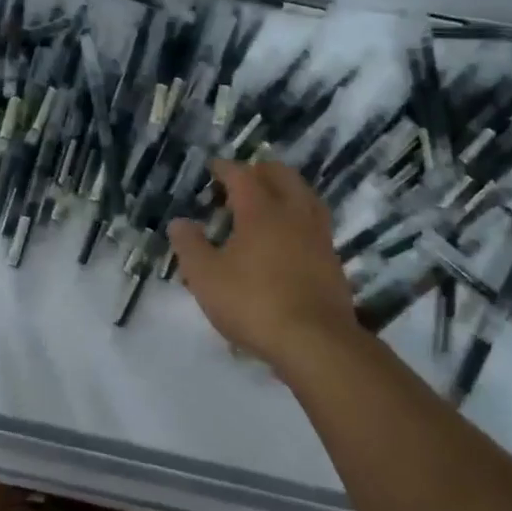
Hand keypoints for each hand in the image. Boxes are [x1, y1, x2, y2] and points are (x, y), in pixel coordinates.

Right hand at [168, 160, 357, 369]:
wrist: (316, 342)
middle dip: (260, 171)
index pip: (242, 175)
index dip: (225, 168)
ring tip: (268, 202)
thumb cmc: (254, 303)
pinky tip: (288, 236)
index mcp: (260, 210)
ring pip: (304, 196)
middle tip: (241, 181)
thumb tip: (179, 222)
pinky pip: (314, 222)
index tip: (214, 168)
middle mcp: (293, 213)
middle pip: (281, 175)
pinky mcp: (332, 259)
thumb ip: (190, 246)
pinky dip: (299, 217)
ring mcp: (318, 235)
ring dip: (285, 190)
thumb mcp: (206, 277)